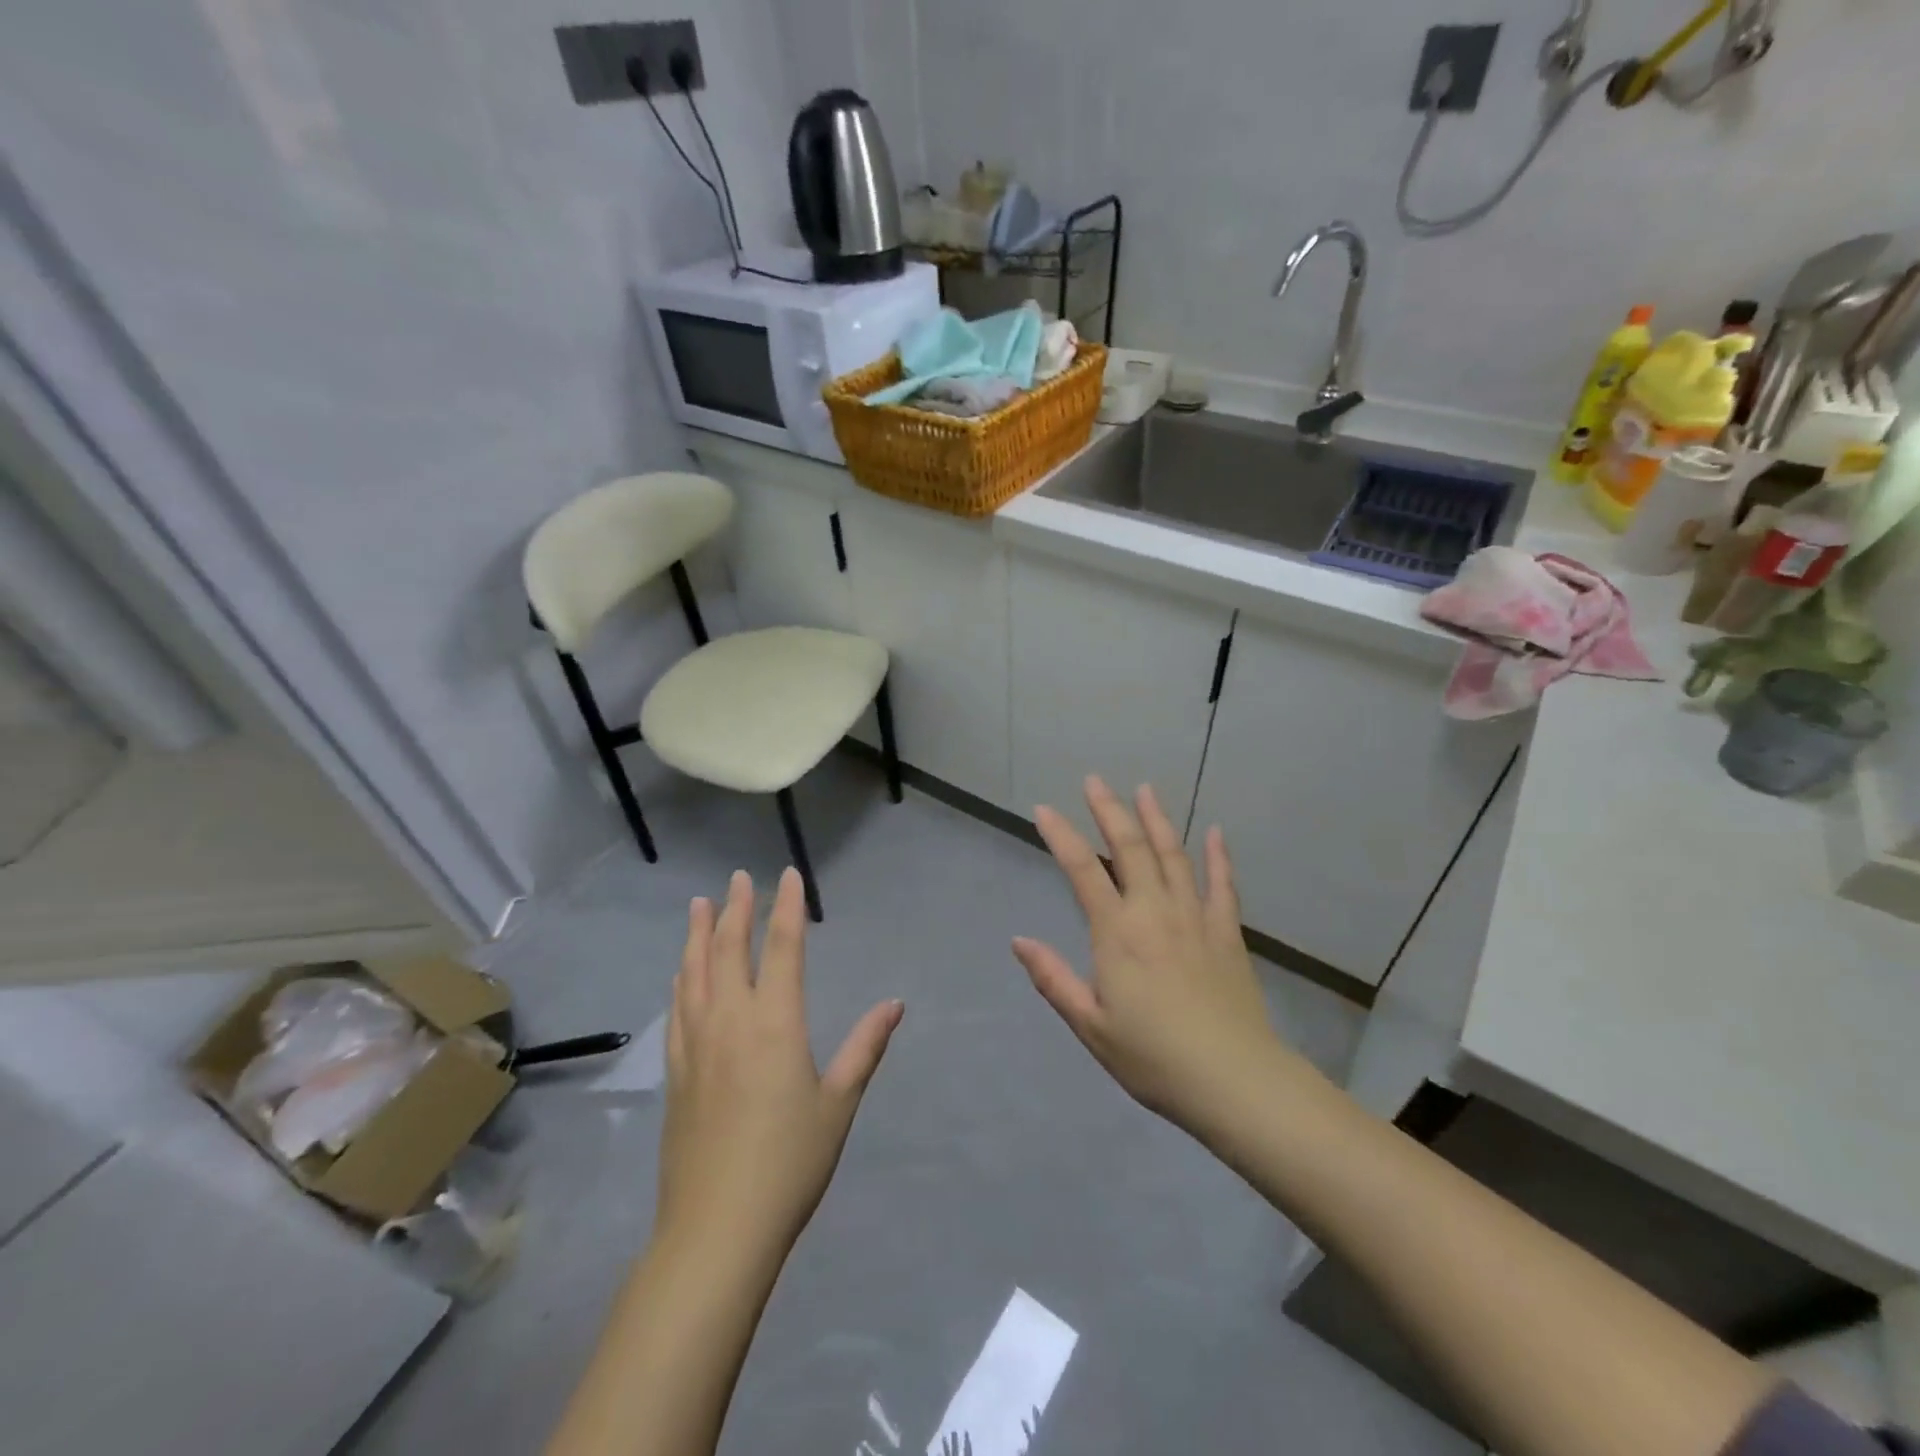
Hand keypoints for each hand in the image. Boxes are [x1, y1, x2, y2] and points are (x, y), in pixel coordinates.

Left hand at [657, 868, 902, 1262]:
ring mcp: (696, 1047)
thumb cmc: (790, 1163)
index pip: (782, 949)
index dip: (786, 908)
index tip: (787, 876)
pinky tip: (680, 974)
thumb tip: (894, 1004)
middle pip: (730, 951)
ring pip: (694, 974)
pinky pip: (676, 1012)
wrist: (717, 1229)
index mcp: (775, 1024)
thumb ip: (865, 1047)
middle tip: (737, 877)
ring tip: (700, 905)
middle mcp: (730, 1023)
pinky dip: (681, 981)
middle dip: (736, 909)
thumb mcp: (839, 1104)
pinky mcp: (675, 1074)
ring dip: (699, 935)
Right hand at [1013, 778, 1289, 1133]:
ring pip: (1174, 855)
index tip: (1043, 809)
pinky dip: (1219, 856)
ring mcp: (1195, 917)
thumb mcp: (1090, 1025)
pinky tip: (1215, 832)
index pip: (1082, 870)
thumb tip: (1019, 940)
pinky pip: (1222, 884)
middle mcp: (1154, 911)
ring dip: (1157, 819)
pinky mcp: (1227, 932)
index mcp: (1117, 932)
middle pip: (1130, 848)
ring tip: (1144, 789)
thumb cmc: (1153, 1057)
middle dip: (1109, 810)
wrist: (1233, 1080)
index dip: (1060, 835)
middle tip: (1094, 781)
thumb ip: (1053, 979)